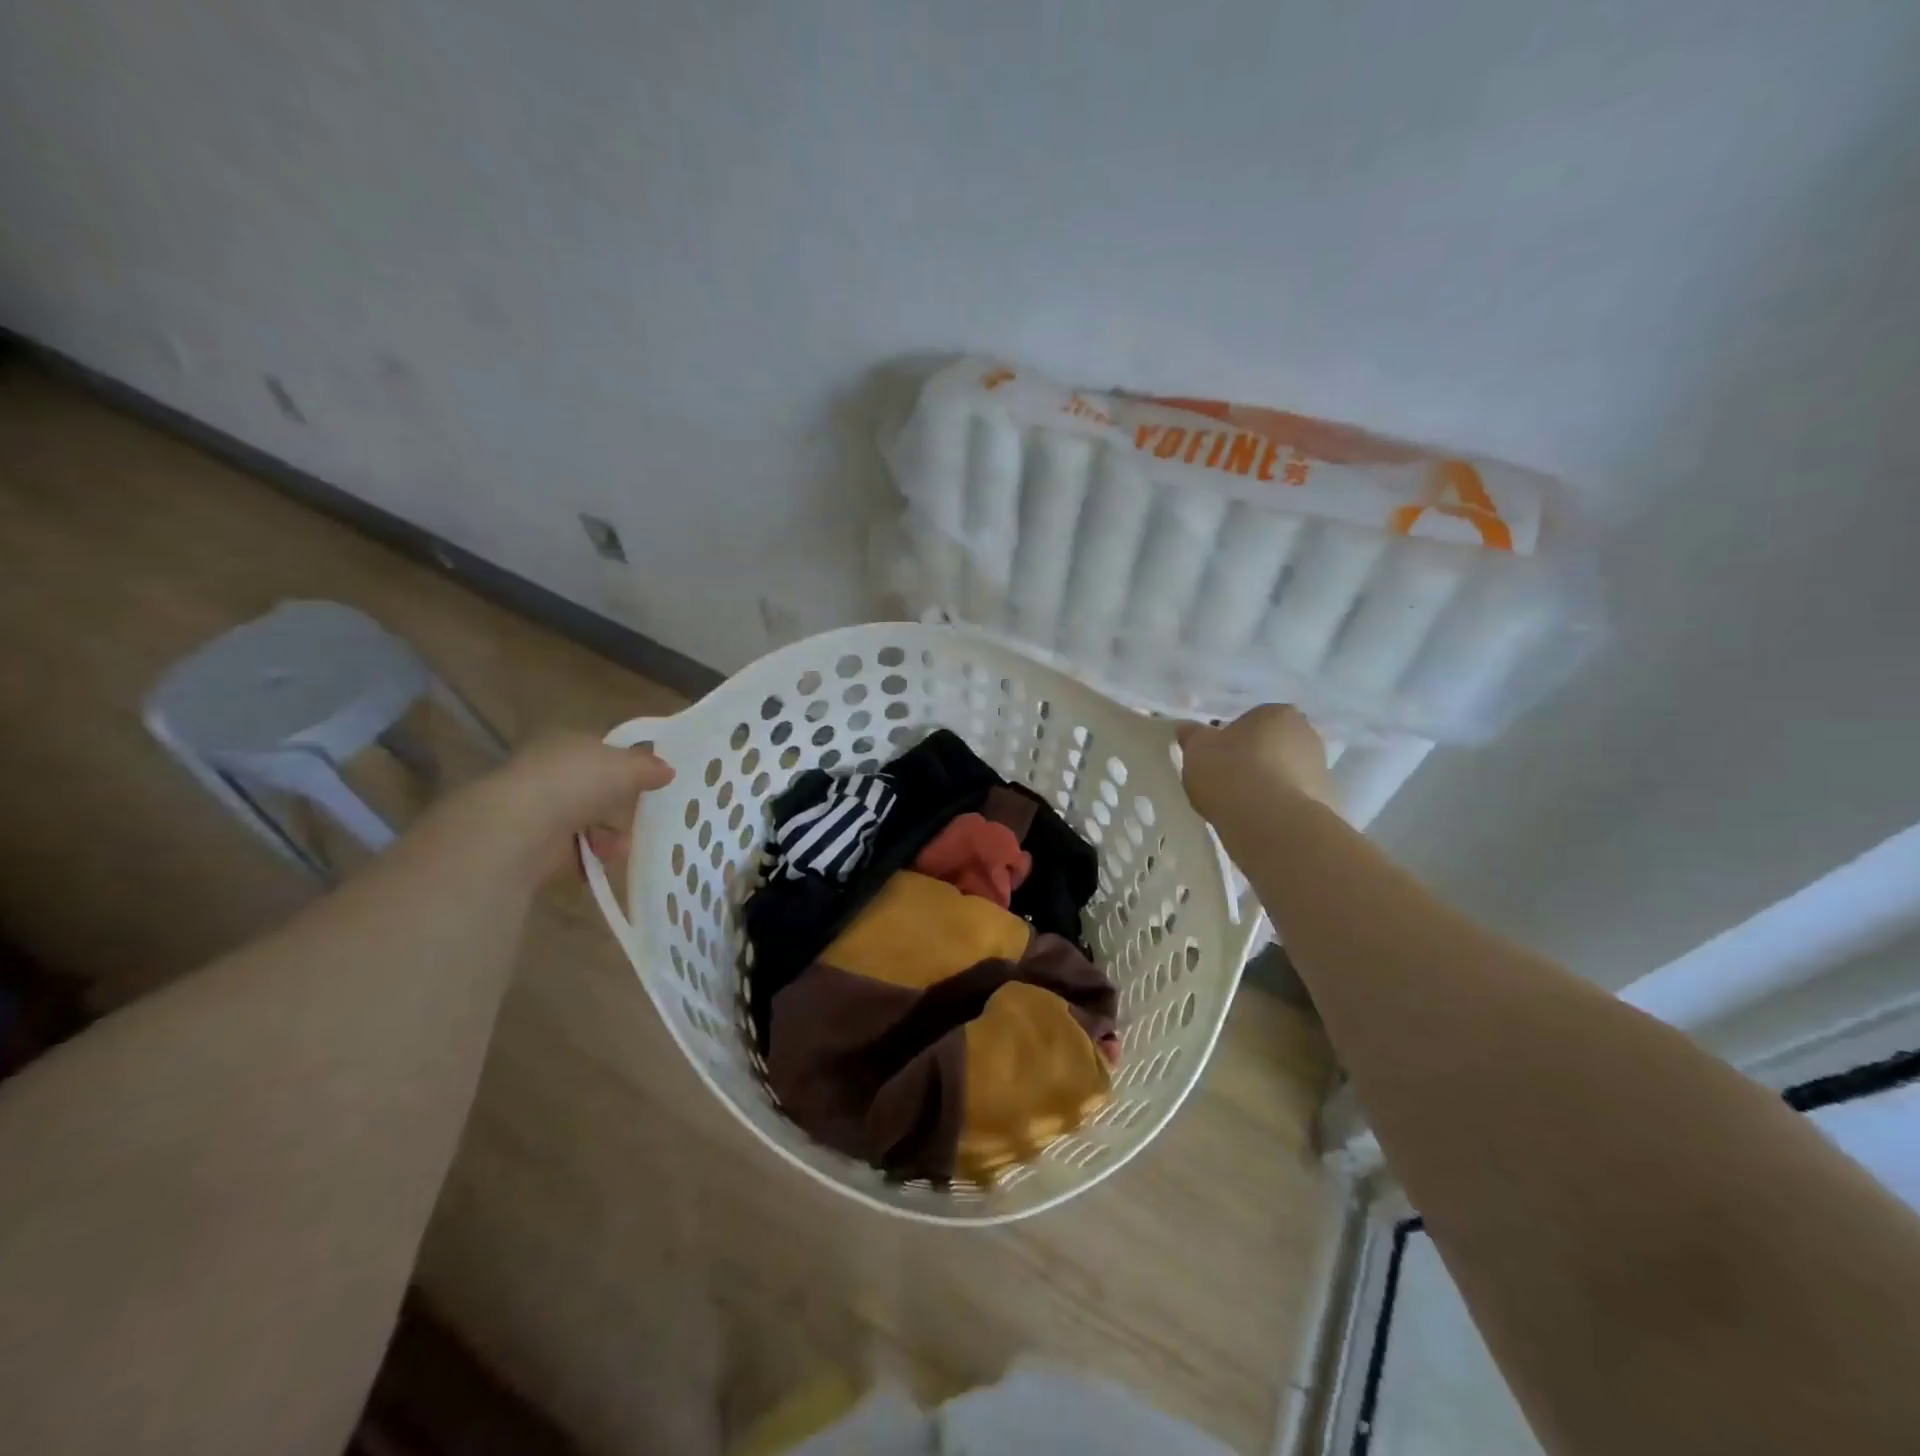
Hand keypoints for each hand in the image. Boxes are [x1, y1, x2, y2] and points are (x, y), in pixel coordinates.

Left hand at [462, 730, 675, 878]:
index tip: (651, 785)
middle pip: (597, 788)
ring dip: (609, 835)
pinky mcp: (534, 839)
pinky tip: (602, 862)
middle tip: (640, 821)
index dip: (629, 766)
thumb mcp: (626, 767)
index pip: (604, 751)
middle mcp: (551, 769)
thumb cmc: (577, 784)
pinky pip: (573, 847)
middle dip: (620, 808)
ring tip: (619, 848)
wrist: (522, 827)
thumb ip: (648, 767)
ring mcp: (540, 805)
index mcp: (569, 742)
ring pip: (588, 820)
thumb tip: (667, 770)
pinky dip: (590, 855)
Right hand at [1175, 706, 1334, 827]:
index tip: (1216, 759)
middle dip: (1254, 760)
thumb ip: (1192, 736)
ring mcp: (1322, 770)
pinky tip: (1259, 822)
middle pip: (1273, 746)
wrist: (1271, 823)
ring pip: (1285, 774)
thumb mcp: (1197, 749)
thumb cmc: (1231, 772)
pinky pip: (1294, 802)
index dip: (1231, 740)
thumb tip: (1187, 729)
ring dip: (1268, 785)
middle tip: (1227, 781)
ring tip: (1241, 807)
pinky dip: (1279, 808)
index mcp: (1278, 713)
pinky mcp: (1327, 805)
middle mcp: (1308, 735)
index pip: (1252, 721)